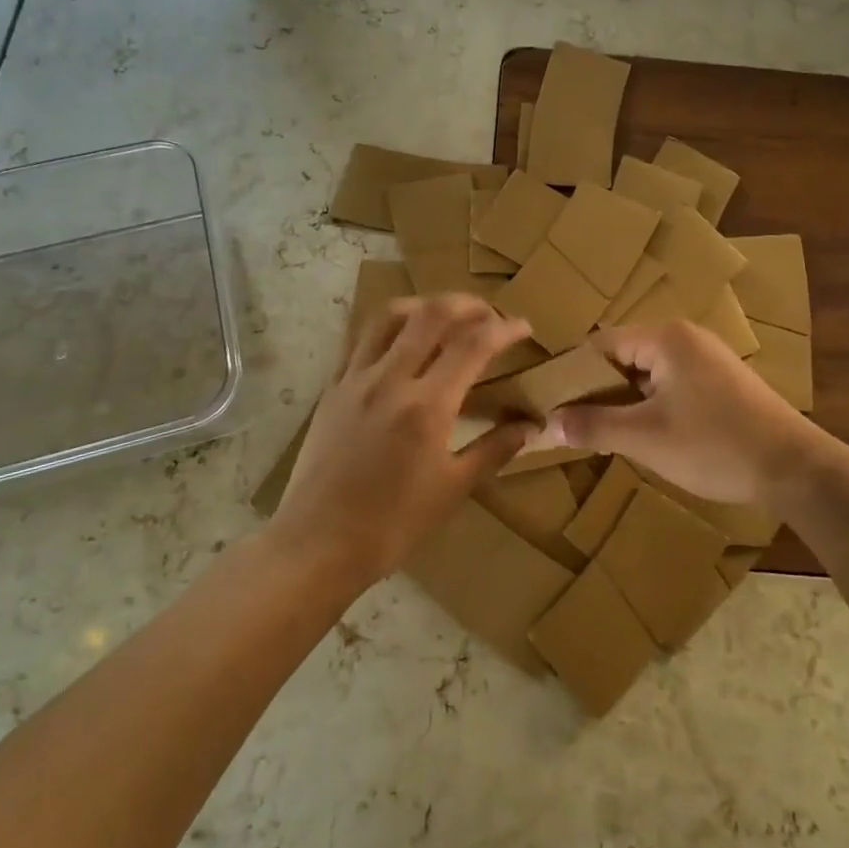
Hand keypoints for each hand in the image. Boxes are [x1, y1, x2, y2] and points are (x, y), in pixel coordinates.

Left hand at [274, 295, 535, 587]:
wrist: (317, 544)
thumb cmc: (392, 525)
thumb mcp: (452, 490)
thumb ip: (494, 450)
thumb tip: (531, 426)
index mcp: (426, 406)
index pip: (473, 345)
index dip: (504, 328)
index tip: (522, 327)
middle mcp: (390, 379)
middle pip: (432, 314)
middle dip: (468, 304)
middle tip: (488, 315)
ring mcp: (355, 379)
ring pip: (390, 315)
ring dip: (425, 305)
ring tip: (445, 316)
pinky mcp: (332, 387)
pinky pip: (360, 338)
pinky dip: (388, 326)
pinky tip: (400, 341)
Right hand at [541, 321, 826, 505]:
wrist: (796, 469)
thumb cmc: (715, 446)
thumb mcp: (645, 438)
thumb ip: (593, 426)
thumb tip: (548, 423)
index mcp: (665, 338)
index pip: (599, 345)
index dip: (571, 375)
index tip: (549, 405)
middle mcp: (685, 338)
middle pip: (623, 356)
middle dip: (596, 390)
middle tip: (572, 424)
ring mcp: (706, 359)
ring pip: (646, 373)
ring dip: (623, 400)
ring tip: (600, 433)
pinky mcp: (720, 382)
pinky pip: (669, 384)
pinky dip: (649, 405)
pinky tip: (642, 434)